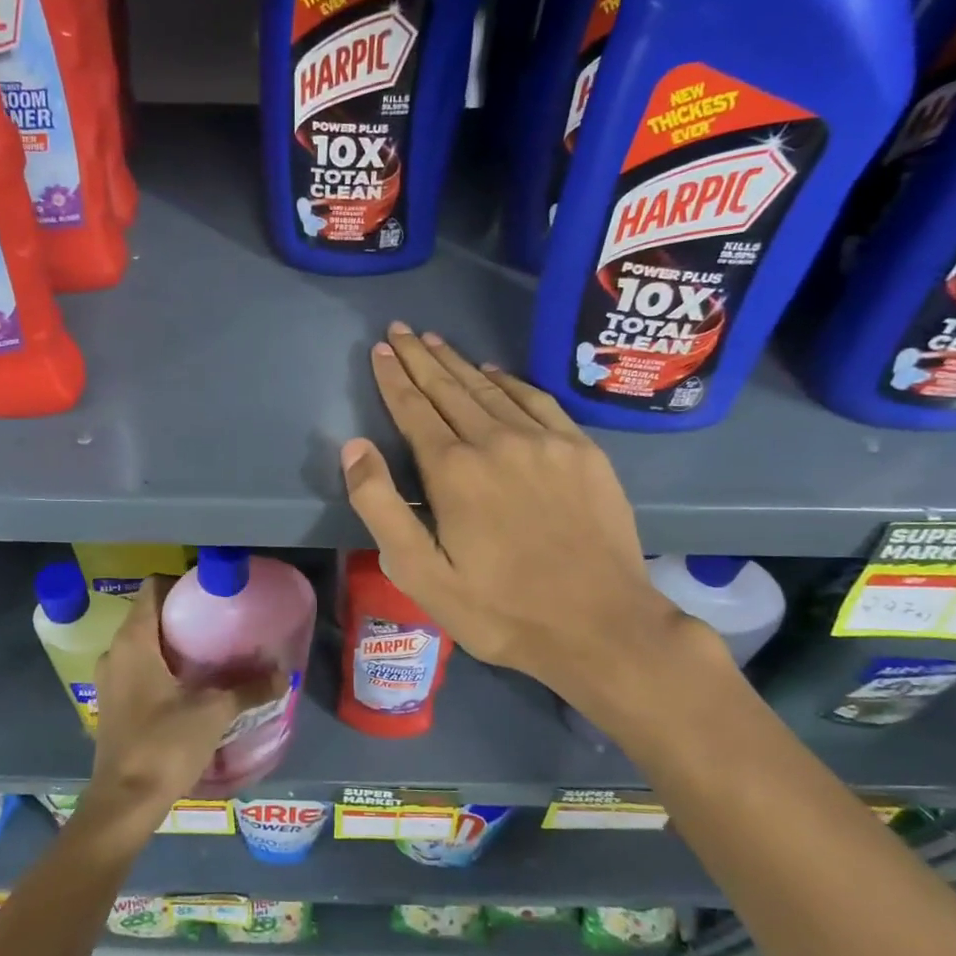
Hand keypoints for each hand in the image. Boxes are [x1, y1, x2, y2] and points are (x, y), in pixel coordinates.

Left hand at [83, 576, 278, 833]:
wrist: (124, 803)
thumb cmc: (165, 745)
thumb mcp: (214, 712)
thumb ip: (249, 689)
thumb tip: (283, 674)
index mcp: (134, 641)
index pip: (152, 588)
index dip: (181, 583)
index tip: (211, 593)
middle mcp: (115, 652)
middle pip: (149, 615)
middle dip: (183, 615)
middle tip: (220, 622)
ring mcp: (110, 680)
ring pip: (143, 644)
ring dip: (172, 644)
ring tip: (210, 652)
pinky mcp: (112, 704)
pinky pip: (138, 669)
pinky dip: (161, 667)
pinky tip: (190, 685)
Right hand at [340, 324, 707, 715]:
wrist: (601, 626)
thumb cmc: (501, 610)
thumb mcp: (422, 574)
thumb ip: (381, 507)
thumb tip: (354, 447)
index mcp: (454, 471)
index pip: (414, 409)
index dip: (393, 378)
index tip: (380, 350)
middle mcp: (497, 441)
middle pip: (449, 388)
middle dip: (420, 357)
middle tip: (400, 330)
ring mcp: (545, 441)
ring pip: (491, 388)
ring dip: (459, 363)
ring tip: (436, 341)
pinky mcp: (582, 450)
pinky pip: (537, 400)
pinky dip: (510, 381)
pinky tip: (496, 373)